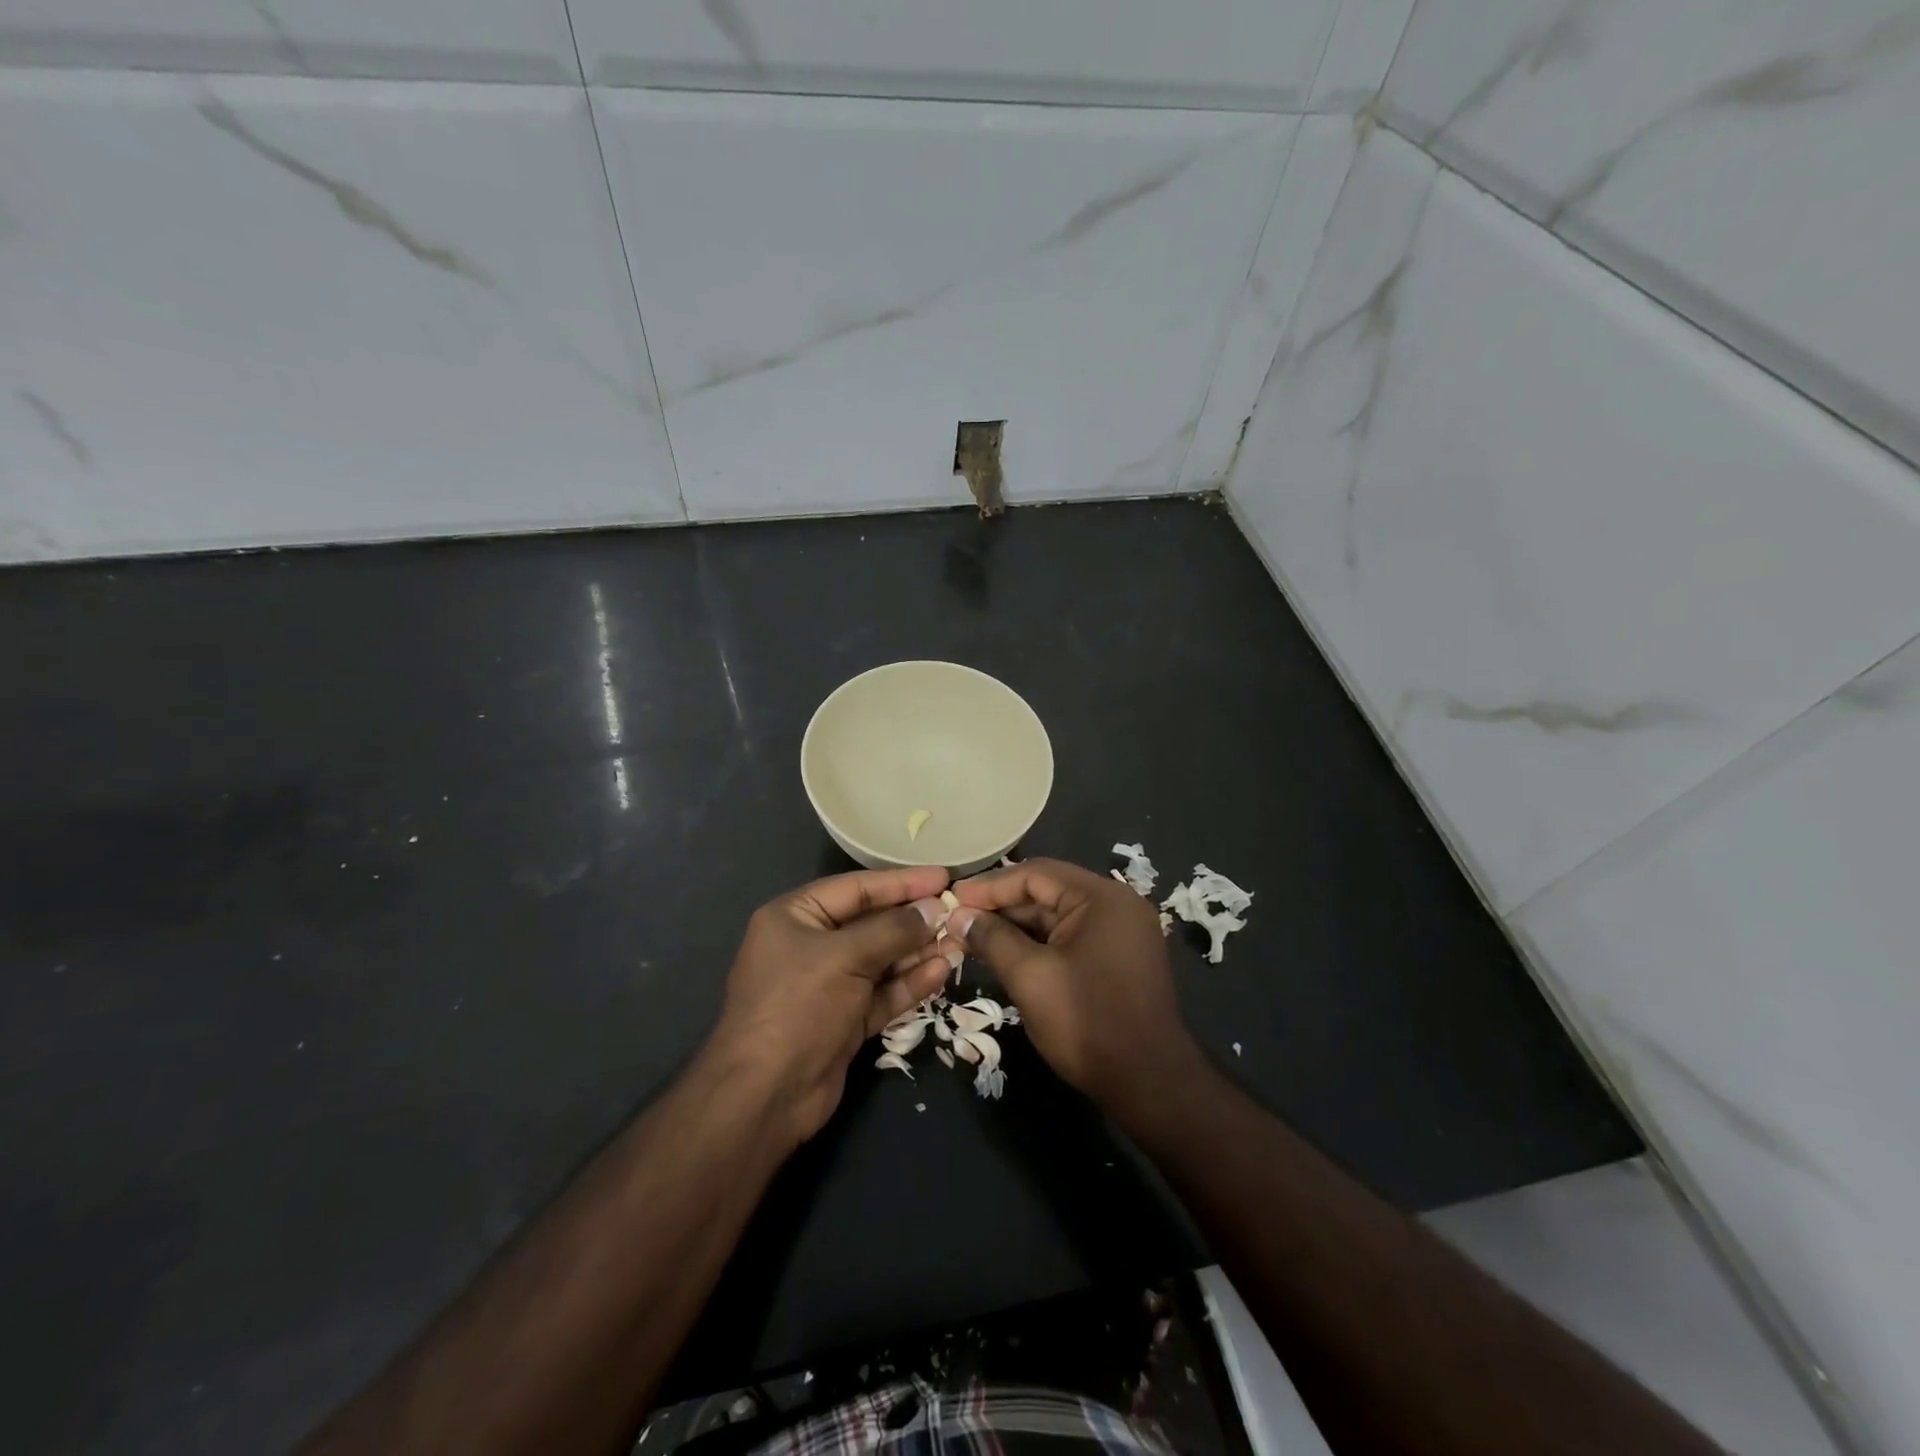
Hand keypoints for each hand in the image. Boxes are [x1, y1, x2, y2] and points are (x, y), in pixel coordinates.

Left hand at [709, 866, 956, 1145]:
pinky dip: (909, 983)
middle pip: (871, 923)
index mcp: (795, 916)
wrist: (766, 1096)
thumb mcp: (845, 957)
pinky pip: (882, 992)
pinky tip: (941, 971)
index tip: (943, 876)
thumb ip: (893, 929)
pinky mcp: (844, 1019)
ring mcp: (828, 985)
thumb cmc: (798, 1006)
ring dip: (918, 952)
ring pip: (881, 960)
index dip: (901, 882)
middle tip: (959, 913)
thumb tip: (935, 908)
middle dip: (914, 920)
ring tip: (959, 942)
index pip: (856, 888)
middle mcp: (810, 945)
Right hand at [949, 858, 1203, 1114]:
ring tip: (971, 938)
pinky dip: (1037, 943)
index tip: (952, 900)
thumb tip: (958, 916)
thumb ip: (992, 938)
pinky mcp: (1118, 958)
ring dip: (1016, 926)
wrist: (1148, 1084)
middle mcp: (1116, 905)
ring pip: (1056, 916)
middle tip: (957, 921)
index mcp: (1102, 898)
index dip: (990, 886)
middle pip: (1047, 892)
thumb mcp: (1030, 977)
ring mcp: (1120, 932)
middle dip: (1000, 907)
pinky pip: (1070, 937)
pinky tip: (1005, 954)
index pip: (1035, 874)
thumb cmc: (1087, 1023)